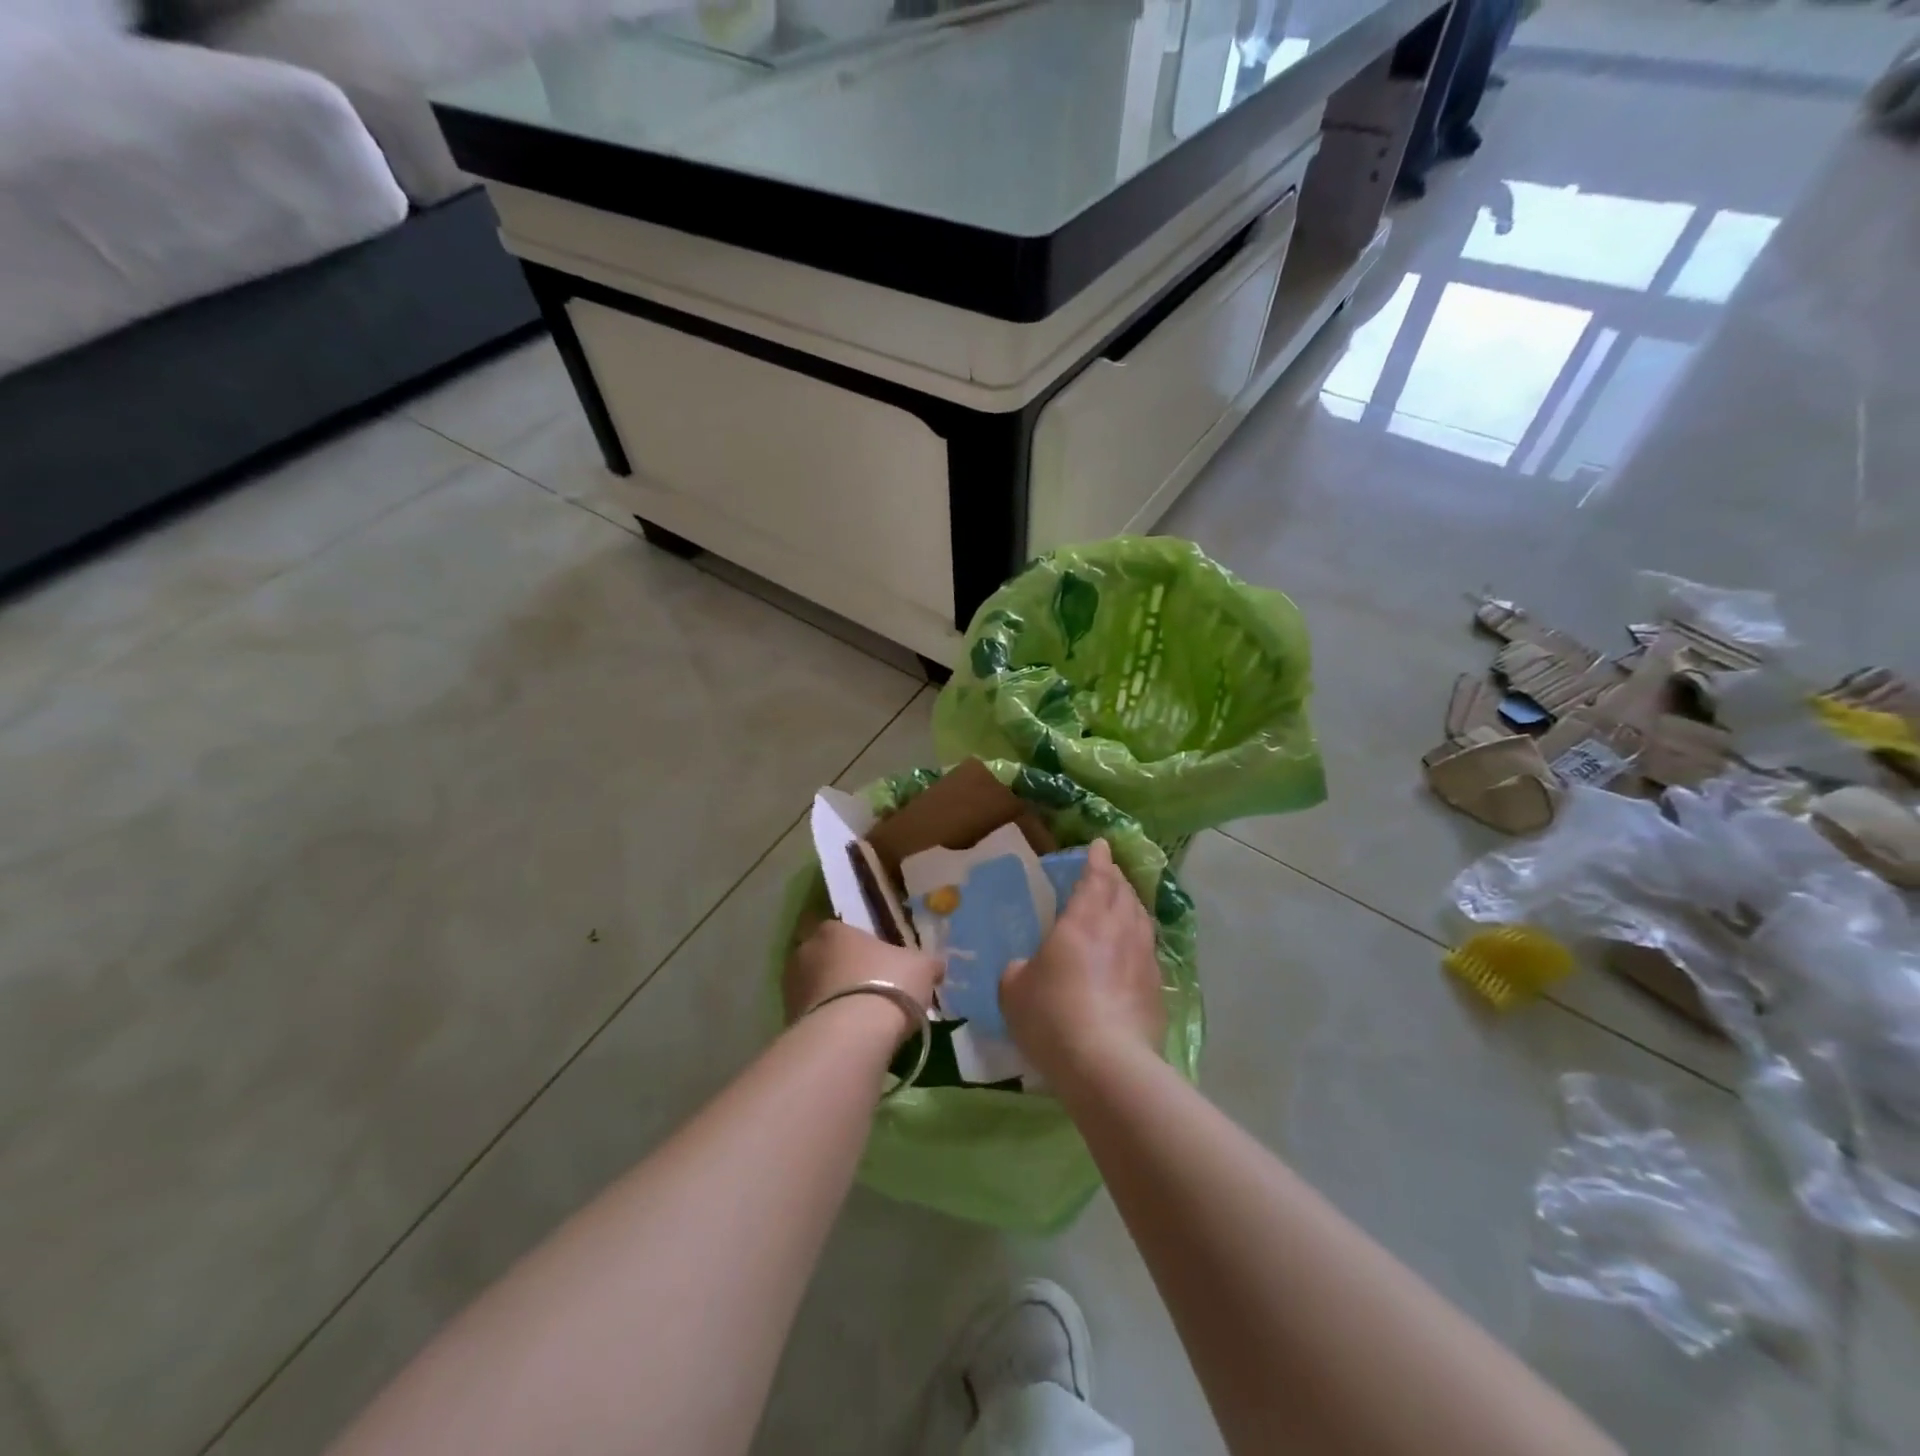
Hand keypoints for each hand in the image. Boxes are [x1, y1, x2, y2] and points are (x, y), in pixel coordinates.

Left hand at [784, 920, 942, 1046]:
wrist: (852, 1035)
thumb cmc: (888, 984)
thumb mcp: (922, 968)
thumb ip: (927, 964)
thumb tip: (937, 966)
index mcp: (833, 930)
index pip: (844, 932)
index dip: (862, 949)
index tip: (879, 966)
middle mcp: (805, 952)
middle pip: (825, 959)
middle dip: (842, 973)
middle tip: (869, 992)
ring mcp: (791, 987)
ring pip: (816, 989)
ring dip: (832, 1000)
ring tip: (859, 1021)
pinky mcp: (788, 1022)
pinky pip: (812, 1017)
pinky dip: (827, 1025)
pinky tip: (847, 1039)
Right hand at [1001, 837, 1165, 1079]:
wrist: (1106, 1063)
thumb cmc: (1052, 1015)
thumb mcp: (1014, 990)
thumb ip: (1017, 970)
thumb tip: (1022, 968)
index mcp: (1083, 919)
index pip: (1096, 877)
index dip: (1097, 859)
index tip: (1100, 845)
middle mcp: (1119, 929)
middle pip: (1124, 892)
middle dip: (1116, 878)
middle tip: (1108, 873)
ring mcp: (1144, 958)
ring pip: (1141, 918)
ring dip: (1131, 905)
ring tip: (1123, 905)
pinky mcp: (1158, 988)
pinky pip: (1149, 950)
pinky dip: (1139, 940)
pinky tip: (1133, 952)